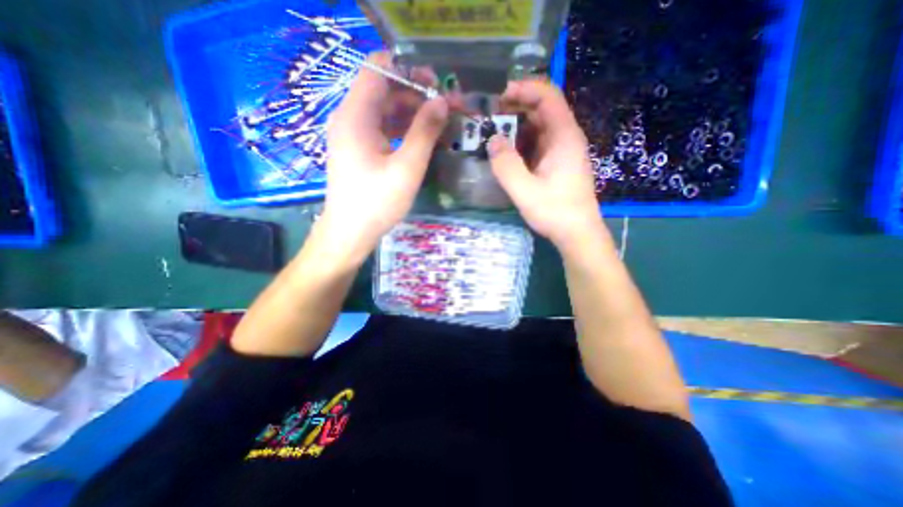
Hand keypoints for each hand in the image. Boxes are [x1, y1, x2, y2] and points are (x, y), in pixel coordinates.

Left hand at [325, 52, 451, 253]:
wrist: (350, 232)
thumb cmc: (377, 203)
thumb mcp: (406, 168)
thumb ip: (424, 132)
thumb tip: (442, 101)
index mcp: (356, 116)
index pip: (377, 69)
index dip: (407, 70)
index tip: (434, 84)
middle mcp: (350, 119)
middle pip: (384, 90)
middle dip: (416, 94)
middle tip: (446, 107)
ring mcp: (354, 135)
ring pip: (385, 111)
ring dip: (412, 113)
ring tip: (440, 123)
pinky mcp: (360, 150)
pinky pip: (383, 129)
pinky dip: (403, 130)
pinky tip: (423, 139)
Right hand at [488, 78, 605, 246]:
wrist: (577, 233)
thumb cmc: (555, 211)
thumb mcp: (525, 190)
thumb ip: (506, 165)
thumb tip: (492, 140)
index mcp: (563, 136)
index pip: (548, 97)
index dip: (525, 89)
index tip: (500, 96)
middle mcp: (565, 138)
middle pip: (543, 110)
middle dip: (517, 107)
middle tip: (491, 116)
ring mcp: (562, 152)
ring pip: (539, 128)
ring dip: (517, 127)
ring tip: (494, 133)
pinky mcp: (557, 164)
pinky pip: (538, 145)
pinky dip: (521, 143)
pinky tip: (507, 152)